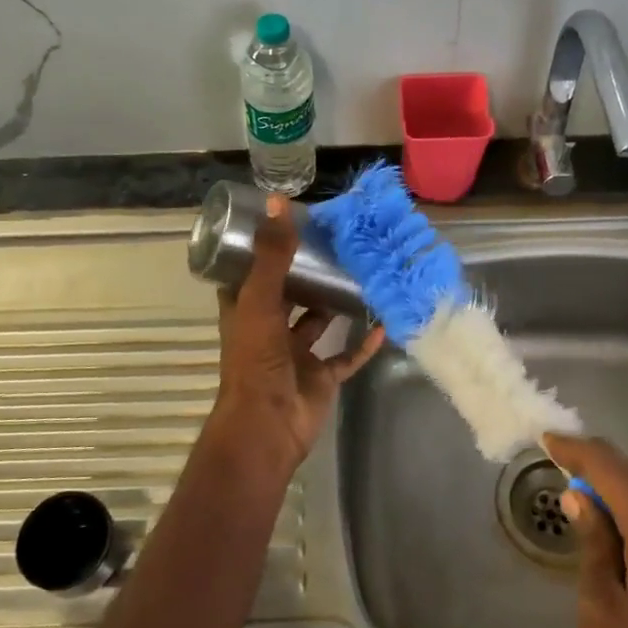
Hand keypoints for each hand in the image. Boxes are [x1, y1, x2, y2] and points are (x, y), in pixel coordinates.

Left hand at [214, 195, 385, 475]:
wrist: (269, 425)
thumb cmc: (256, 359)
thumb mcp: (260, 299)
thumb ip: (272, 254)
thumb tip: (278, 201)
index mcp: (245, 311)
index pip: (249, 273)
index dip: (263, 250)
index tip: (286, 225)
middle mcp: (268, 329)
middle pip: (288, 295)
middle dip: (307, 274)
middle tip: (333, 244)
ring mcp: (296, 355)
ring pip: (317, 322)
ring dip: (334, 304)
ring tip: (358, 273)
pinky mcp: (321, 377)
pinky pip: (346, 355)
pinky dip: (363, 342)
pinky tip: (382, 322)